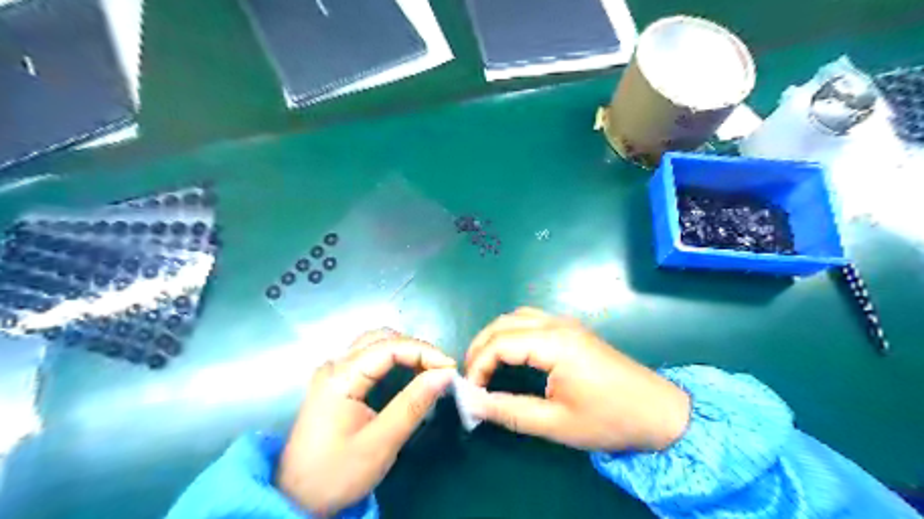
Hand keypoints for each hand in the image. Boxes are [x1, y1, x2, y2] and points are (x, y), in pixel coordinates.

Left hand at [280, 331, 455, 516]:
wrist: (296, 498)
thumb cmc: (337, 474)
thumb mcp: (381, 443)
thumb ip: (413, 405)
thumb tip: (445, 374)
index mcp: (340, 377)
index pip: (389, 347)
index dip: (424, 352)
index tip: (450, 369)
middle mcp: (333, 365)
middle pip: (381, 338)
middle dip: (416, 348)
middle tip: (441, 370)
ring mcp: (332, 371)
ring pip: (374, 343)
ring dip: (404, 350)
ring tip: (429, 369)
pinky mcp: (335, 381)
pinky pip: (368, 355)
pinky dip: (393, 358)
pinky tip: (407, 372)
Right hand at [467, 309, 689, 449]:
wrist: (659, 412)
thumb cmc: (610, 419)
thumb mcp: (557, 423)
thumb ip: (511, 411)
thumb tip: (474, 403)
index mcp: (555, 343)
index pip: (500, 343)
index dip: (478, 364)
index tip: (471, 390)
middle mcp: (558, 324)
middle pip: (504, 323)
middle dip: (481, 346)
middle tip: (471, 376)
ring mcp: (567, 323)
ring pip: (517, 316)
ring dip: (496, 336)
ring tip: (485, 364)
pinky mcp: (573, 329)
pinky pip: (532, 320)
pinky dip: (512, 332)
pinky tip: (511, 352)